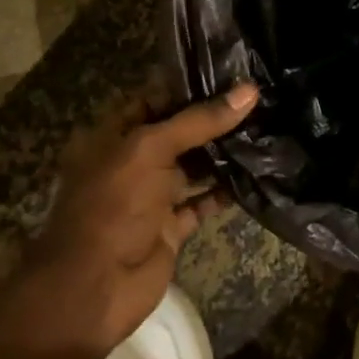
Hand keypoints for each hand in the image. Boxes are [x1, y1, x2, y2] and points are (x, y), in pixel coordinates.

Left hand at [16, 82, 258, 358]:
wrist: (94, 287)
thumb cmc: (113, 205)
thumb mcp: (151, 150)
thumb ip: (199, 120)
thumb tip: (250, 90)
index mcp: (114, 135)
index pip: (155, 98)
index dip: (190, 85)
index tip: (233, 71)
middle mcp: (132, 161)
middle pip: (177, 132)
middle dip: (214, 118)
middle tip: (260, 98)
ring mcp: (151, 195)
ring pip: (192, 166)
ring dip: (223, 153)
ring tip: (265, 128)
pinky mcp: (169, 227)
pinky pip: (201, 202)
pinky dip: (225, 192)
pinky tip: (256, 174)